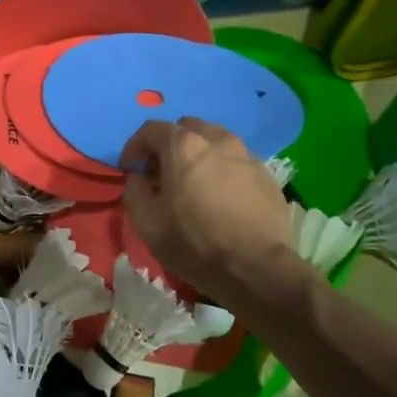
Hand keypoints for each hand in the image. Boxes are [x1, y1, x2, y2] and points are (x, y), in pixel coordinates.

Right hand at [120, 117, 295, 301]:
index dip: (135, 146)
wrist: (255, 268)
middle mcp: (217, 140)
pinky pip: (237, 161)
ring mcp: (246, 156)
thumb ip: (134, 190)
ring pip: (216, 141)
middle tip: (161, 173)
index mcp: (184, 146)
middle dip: (169, 145)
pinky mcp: (267, 175)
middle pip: (187, 128)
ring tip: (193, 182)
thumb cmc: (193, 243)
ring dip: (198, 154)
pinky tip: (220, 196)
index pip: (152, 129)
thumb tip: (138, 178)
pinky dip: (222, 169)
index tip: (129, 168)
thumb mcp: (146, 222)